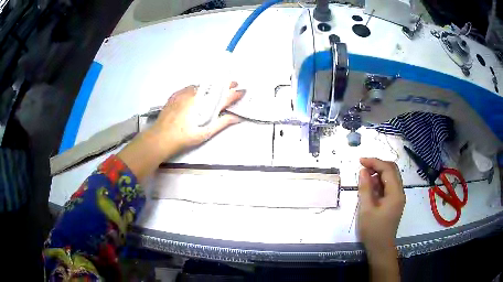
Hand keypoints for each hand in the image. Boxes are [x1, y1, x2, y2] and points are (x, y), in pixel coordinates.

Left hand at [150, 82, 244, 153]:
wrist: (161, 137)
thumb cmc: (185, 137)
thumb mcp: (205, 132)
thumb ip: (222, 123)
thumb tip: (236, 117)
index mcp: (205, 105)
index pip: (225, 97)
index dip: (235, 94)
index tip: (243, 91)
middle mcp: (197, 95)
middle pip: (215, 86)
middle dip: (226, 84)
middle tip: (233, 83)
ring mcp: (185, 93)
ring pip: (201, 85)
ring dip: (211, 86)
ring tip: (215, 89)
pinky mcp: (176, 94)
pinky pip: (189, 87)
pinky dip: (196, 88)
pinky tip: (197, 92)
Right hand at [356, 158, 404, 255]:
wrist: (380, 247)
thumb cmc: (373, 230)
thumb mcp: (366, 209)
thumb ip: (365, 188)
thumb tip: (363, 170)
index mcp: (395, 193)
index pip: (388, 169)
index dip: (374, 162)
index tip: (360, 161)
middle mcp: (400, 192)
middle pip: (392, 170)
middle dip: (377, 165)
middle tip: (362, 167)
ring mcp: (398, 197)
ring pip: (390, 177)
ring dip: (378, 174)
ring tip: (364, 179)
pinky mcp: (394, 201)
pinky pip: (388, 186)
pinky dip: (380, 183)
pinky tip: (370, 188)